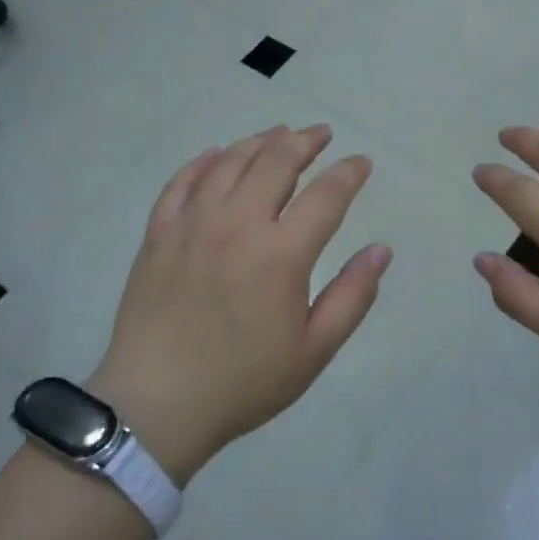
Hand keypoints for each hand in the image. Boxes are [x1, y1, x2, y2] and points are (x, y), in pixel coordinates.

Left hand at [88, 125, 389, 482]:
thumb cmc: (244, 382)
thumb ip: (353, 295)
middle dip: (305, 141)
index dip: (349, 173)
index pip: (326, 195)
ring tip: (278, 134)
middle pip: (276, 162)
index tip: (362, 163)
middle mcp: (237, 224)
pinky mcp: (158, 234)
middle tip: (321, 135)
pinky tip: (216, 155)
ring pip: (229, 162)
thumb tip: (381, 250)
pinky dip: (203, 162)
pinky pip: (181, 182)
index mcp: (281, 254)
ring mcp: (192, 224)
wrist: (157, 405)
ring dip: (259, 142)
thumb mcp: (314, 350)